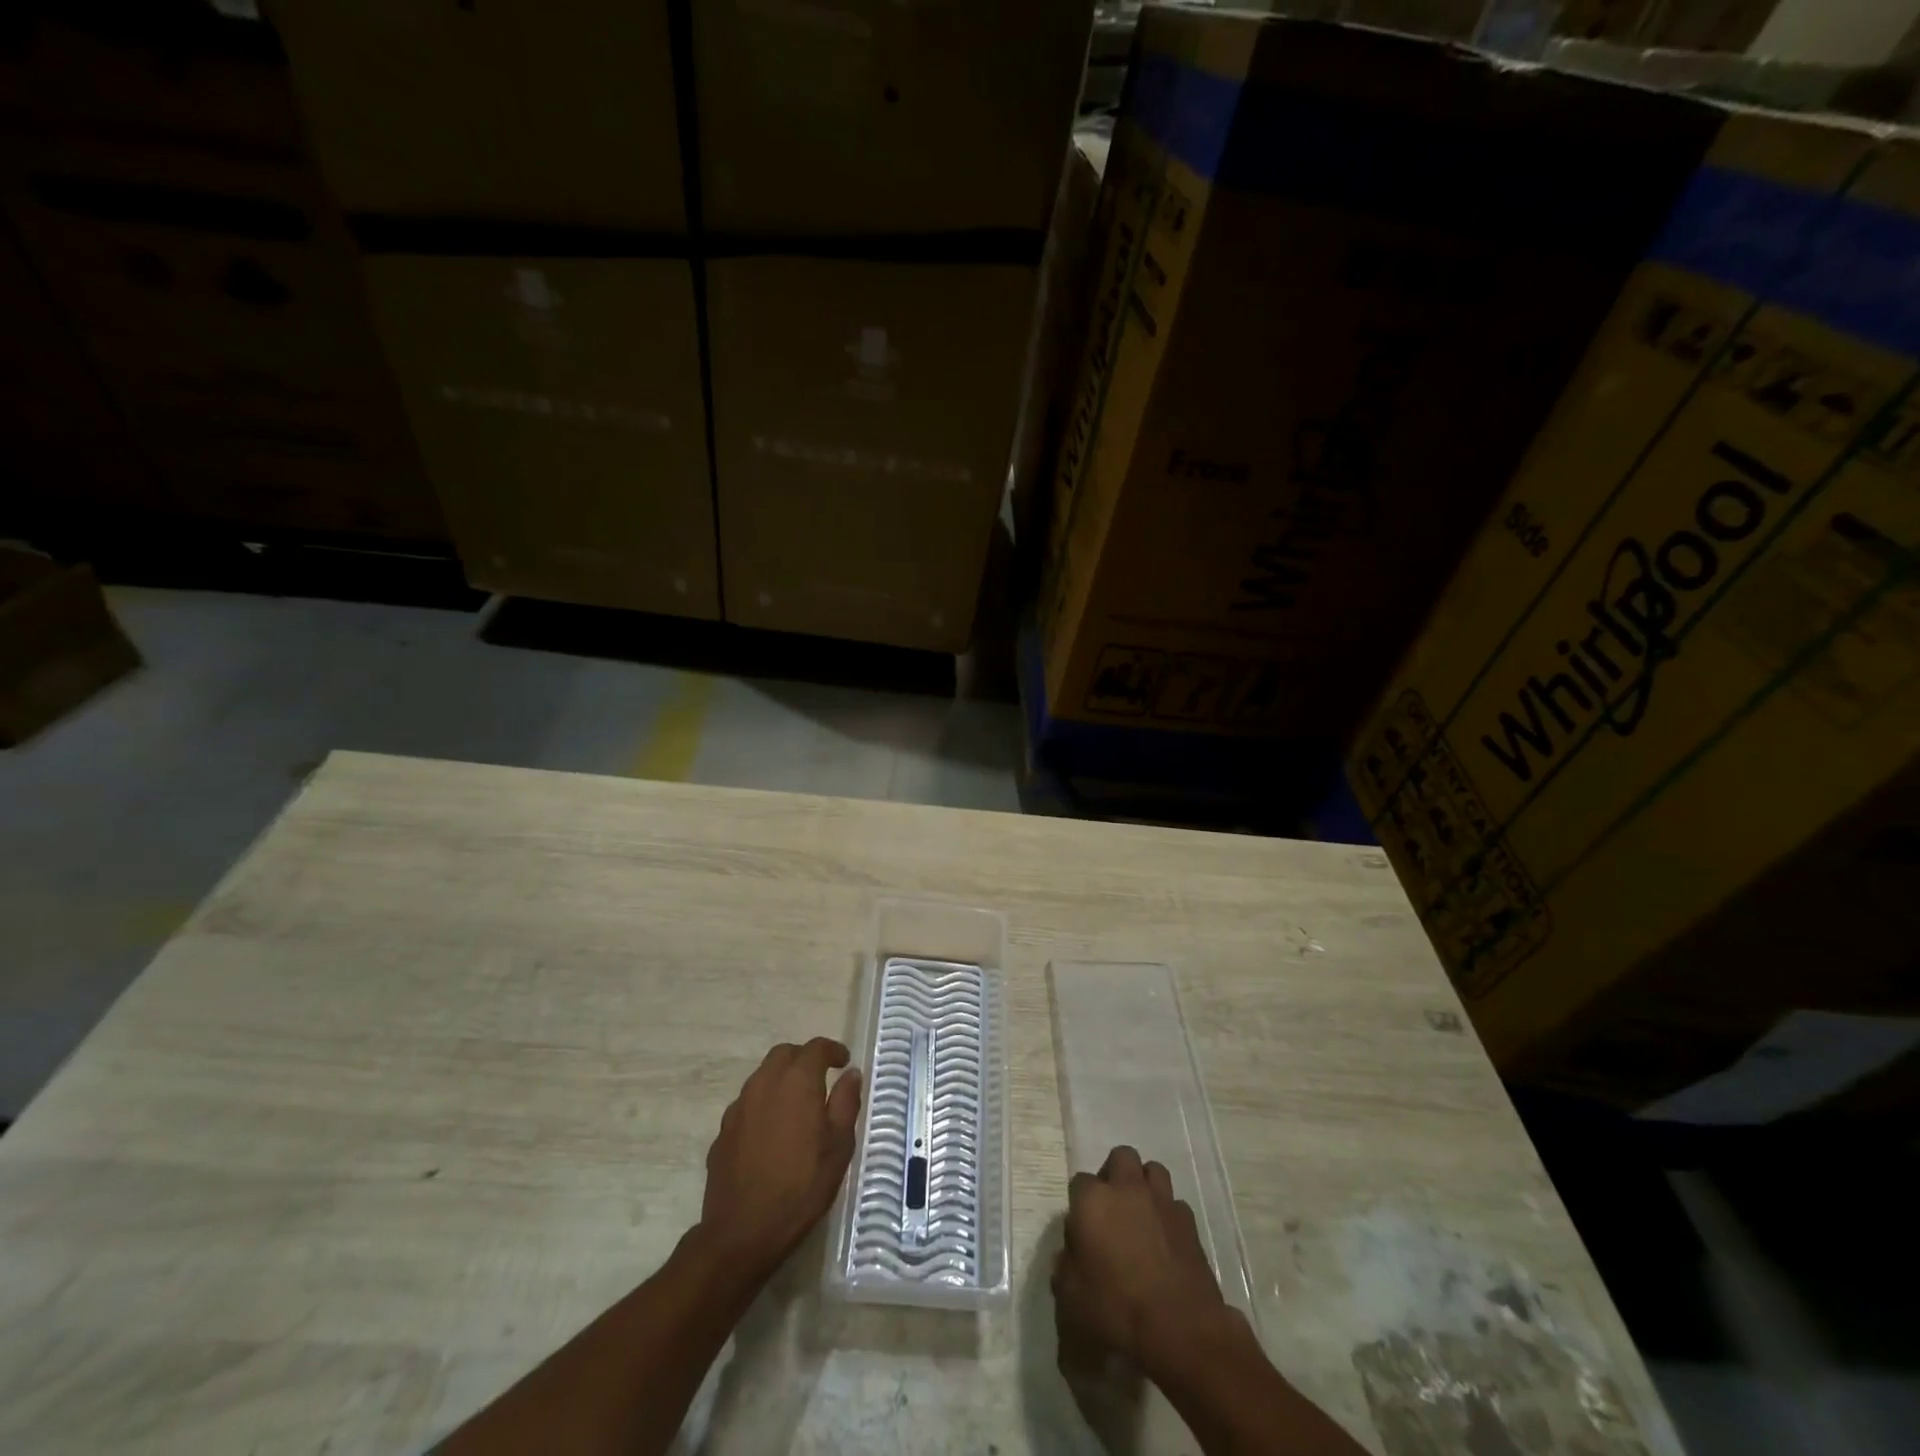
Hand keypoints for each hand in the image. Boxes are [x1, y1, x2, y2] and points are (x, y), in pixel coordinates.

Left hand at [698, 1038, 862, 1281]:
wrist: (742, 1232)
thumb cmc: (801, 1187)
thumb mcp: (838, 1146)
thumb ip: (846, 1102)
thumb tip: (851, 1074)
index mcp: (796, 1082)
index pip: (815, 1048)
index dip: (832, 1050)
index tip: (843, 1062)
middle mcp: (764, 1084)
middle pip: (784, 1054)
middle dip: (804, 1058)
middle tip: (821, 1078)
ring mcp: (739, 1107)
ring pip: (762, 1077)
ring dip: (781, 1080)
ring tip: (797, 1105)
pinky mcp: (723, 1131)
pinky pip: (747, 1104)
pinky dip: (763, 1105)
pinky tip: (772, 1132)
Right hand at [1053, 1145, 1230, 1373]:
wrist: (1180, 1329)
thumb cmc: (1117, 1310)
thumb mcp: (1071, 1298)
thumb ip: (1065, 1267)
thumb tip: (1070, 1255)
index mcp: (1093, 1201)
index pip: (1079, 1182)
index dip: (1079, 1204)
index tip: (1082, 1230)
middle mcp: (1127, 1189)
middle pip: (1121, 1157)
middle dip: (1115, 1175)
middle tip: (1111, 1208)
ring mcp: (1162, 1202)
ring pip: (1152, 1170)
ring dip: (1144, 1185)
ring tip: (1140, 1215)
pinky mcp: (1189, 1223)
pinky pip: (1175, 1204)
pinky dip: (1168, 1215)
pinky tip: (1165, 1240)